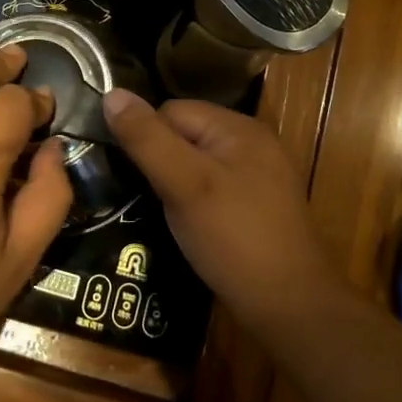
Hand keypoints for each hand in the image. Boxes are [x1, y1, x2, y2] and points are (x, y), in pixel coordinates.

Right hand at [99, 89, 340, 332]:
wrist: (291, 307)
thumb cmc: (234, 238)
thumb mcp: (184, 184)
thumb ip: (147, 139)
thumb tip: (111, 94)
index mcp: (239, 127)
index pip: (173, 110)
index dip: (147, 137)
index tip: (133, 174)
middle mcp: (253, 143)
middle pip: (187, 134)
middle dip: (161, 160)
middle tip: (147, 197)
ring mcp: (260, 176)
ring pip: (199, 163)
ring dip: (176, 183)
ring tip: (163, 213)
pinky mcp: (260, 207)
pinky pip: (215, 187)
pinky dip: (196, 201)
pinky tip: (190, 227)